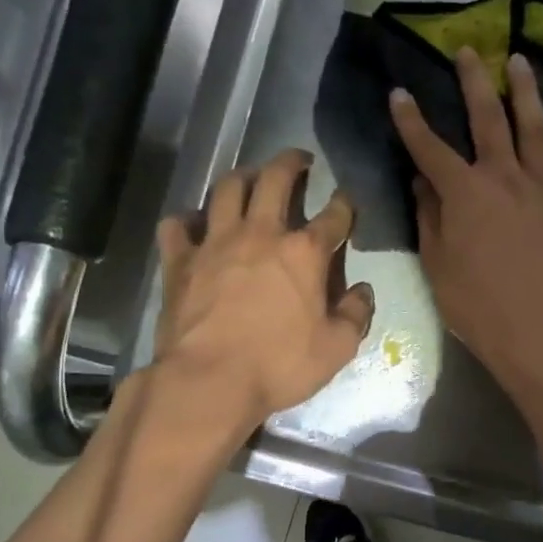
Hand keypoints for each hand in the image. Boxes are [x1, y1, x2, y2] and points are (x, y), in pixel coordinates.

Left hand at [151, 149, 375, 432]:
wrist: (209, 380)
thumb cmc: (279, 365)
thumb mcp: (337, 349)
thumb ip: (356, 315)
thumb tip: (363, 291)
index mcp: (304, 253)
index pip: (334, 216)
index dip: (345, 204)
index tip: (347, 200)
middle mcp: (260, 234)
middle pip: (275, 179)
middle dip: (290, 163)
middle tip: (298, 160)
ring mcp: (215, 243)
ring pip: (226, 189)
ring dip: (242, 177)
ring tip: (250, 177)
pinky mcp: (180, 260)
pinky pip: (178, 225)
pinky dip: (187, 219)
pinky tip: (194, 224)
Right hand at [389, 47, 542, 385]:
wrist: (537, 331)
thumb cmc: (476, 304)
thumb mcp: (437, 263)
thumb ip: (429, 215)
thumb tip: (422, 180)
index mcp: (465, 193)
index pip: (430, 147)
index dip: (411, 120)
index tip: (399, 92)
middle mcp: (504, 178)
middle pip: (488, 120)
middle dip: (474, 82)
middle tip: (468, 49)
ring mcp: (540, 190)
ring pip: (534, 129)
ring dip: (526, 92)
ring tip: (520, 61)